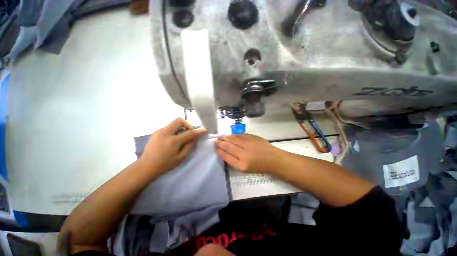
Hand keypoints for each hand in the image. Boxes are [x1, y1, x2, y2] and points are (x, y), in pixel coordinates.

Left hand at [139, 118, 206, 174]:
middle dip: (187, 124)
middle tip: (188, 133)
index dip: (198, 131)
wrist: (146, 166)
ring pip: (173, 123)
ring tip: (180, 138)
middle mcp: (166, 133)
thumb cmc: (165, 164)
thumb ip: (190, 146)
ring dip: (180, 128)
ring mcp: (159, 131)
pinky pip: (168, 127)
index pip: (189, 133)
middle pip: (179, 120)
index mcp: (173, 141)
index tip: (204, 130)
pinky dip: (173, 130)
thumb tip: (195, 138)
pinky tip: (172, 139)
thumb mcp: (181, 158)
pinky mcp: (155, 132)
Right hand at [215, 134, 280, 173]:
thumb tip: (224, 152)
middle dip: (220, 143)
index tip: (215, 147)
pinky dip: (234, 134)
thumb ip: (234, 161)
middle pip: (228, 147)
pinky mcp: (253, 138)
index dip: (219, 151)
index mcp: (241, 165)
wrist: (273, 160)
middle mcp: (244, 154)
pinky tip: (230, 134)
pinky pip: (241, 135)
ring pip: (234, 139)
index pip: (226, 156)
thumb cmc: (259, 166)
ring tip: (220, 136)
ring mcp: (249, 145)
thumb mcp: (245, 169)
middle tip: (215, 140)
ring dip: (225, 137)